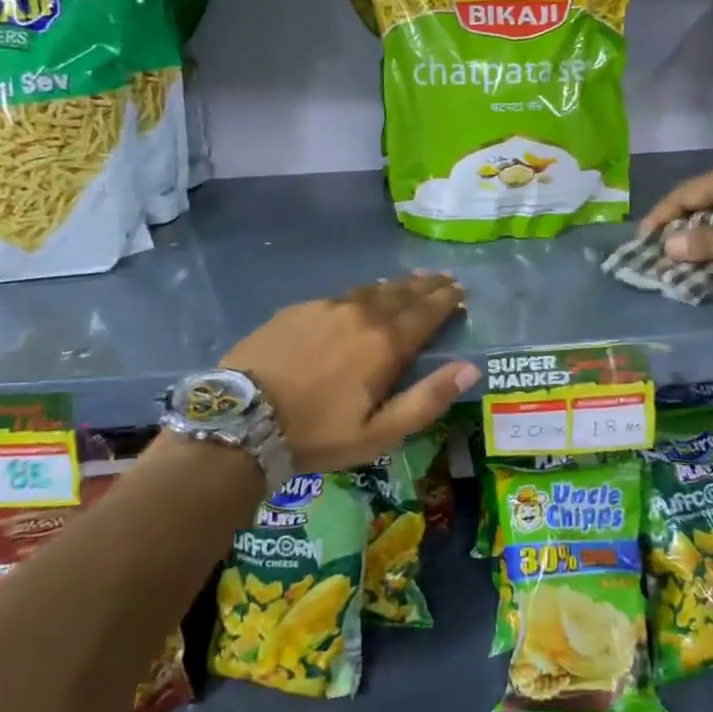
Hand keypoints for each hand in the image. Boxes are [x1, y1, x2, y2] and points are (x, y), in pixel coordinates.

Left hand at [222, 272, 477, 472]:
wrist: (241, 419)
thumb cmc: (317, 433)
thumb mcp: (380, 433)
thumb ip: (428, 399)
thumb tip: (471, 369)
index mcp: (385, 343)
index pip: (427, 312)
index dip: (447, 300)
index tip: (461, 290)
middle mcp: (361, 314)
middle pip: (403, 292)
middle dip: (427, 285)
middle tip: (444, 278)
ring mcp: (326, 306)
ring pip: (372, 289)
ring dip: (398, 284)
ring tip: (412, 280)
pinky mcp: (298, 309)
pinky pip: (342, 294)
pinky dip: (363, 292)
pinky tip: (362, 296)